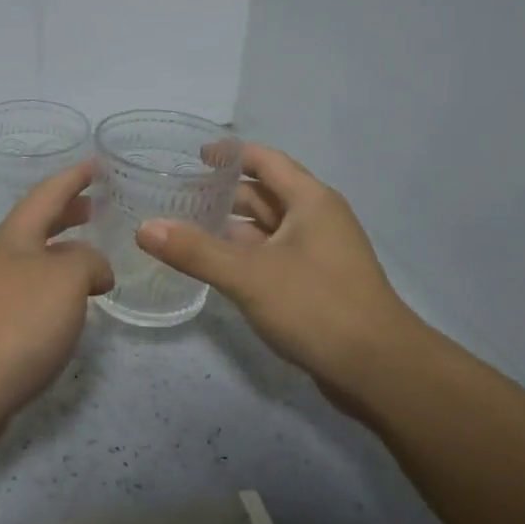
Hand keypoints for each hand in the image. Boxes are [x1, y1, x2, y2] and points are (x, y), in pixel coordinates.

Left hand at [0, 161, 112, 445]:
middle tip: (98, 204)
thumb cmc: (14, 323)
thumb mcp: (66, 279)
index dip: (74, 176)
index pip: (48, 192)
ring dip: (64, 251)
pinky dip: (58, 289)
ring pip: (36, 260)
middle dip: (68, 211)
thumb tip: (95, 270)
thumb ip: (88, 261)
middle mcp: (1, 258)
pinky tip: (73, 306)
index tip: (98, 163)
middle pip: (38, 224)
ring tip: (94, 255)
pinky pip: (34, 294)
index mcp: (15, 236)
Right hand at [135, 143, 427, 403]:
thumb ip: (196, 251)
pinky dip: (244, 255)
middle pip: (265, 194)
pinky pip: (272, 257)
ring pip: (268, 229)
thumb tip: (145, 228)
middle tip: (177, 195)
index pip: (266, 161)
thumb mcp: (250, 276)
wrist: (380, 369)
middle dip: (224, 193)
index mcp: (311, 201)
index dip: (231, 154)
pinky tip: (215, 267)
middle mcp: (317, 219)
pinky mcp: (315, 284)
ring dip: (232, 227)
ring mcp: (318, 254)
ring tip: (185, 228)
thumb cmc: (318, 307)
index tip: (193, 155)